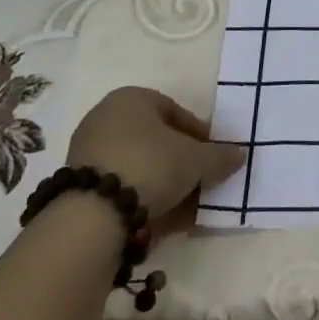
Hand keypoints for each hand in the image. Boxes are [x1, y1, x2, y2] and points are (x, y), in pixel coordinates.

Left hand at [66, 86, 243, 236]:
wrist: (93, 214)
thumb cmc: (150, 165)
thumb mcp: (196, 160)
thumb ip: (219, 156)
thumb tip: (239, 155)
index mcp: (131, 99)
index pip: (175, 111)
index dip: (199, 135)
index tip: (212, 156)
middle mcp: (105, 118)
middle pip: (156, 140)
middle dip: (181, 162)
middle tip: (201, 181)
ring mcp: (88, 153)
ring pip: (139, 166)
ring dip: (165, 184)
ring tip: (186, 208)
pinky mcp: (79, 186)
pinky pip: (122, 187)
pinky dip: (143, 199)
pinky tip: (163, 220)